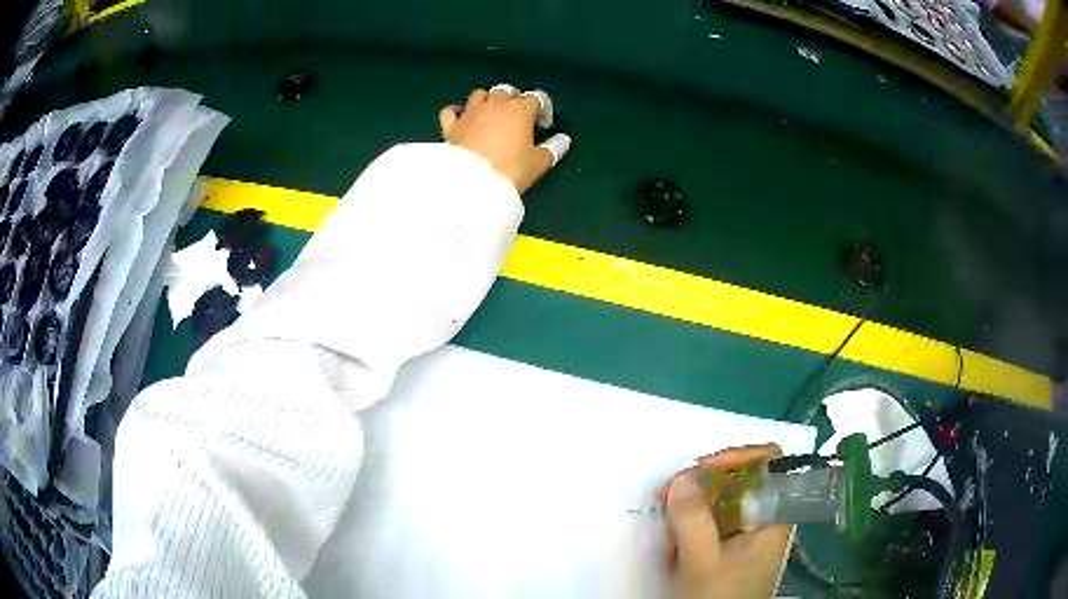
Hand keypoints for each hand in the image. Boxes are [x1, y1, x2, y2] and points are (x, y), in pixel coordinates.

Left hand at [439, 87, 566, 192]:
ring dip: (488, 100)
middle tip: (519, 117)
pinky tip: (461, 117)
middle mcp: (495, 104)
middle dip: (515, 99)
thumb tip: (563, 140)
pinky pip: (451, 111)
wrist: (470, 183)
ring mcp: (470, 113)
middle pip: (507, 91)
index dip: (542, 109)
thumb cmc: (509, 170)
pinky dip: (457, 111)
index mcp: (520, 110)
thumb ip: (552, 149)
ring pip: (480, 94)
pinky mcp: (450, 125)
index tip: (544, 125)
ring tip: (492, 114)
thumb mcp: (537, 163)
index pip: (536, 98)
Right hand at [657, 444, 792, 598]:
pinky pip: (709, 523)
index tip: (700, 468)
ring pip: (718, 502)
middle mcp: (763, 519)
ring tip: (669, 538)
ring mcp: (745, 533)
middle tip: (667, 496)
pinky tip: (674, 549)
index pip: (769, 464)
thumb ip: (693, 519)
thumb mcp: (702, 562)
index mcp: (773, 516)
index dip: (738, 457)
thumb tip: (682, 477)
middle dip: (700, 486)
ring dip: (689, 512)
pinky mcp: (728, 546)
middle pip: (738, 479)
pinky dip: (687, 529)